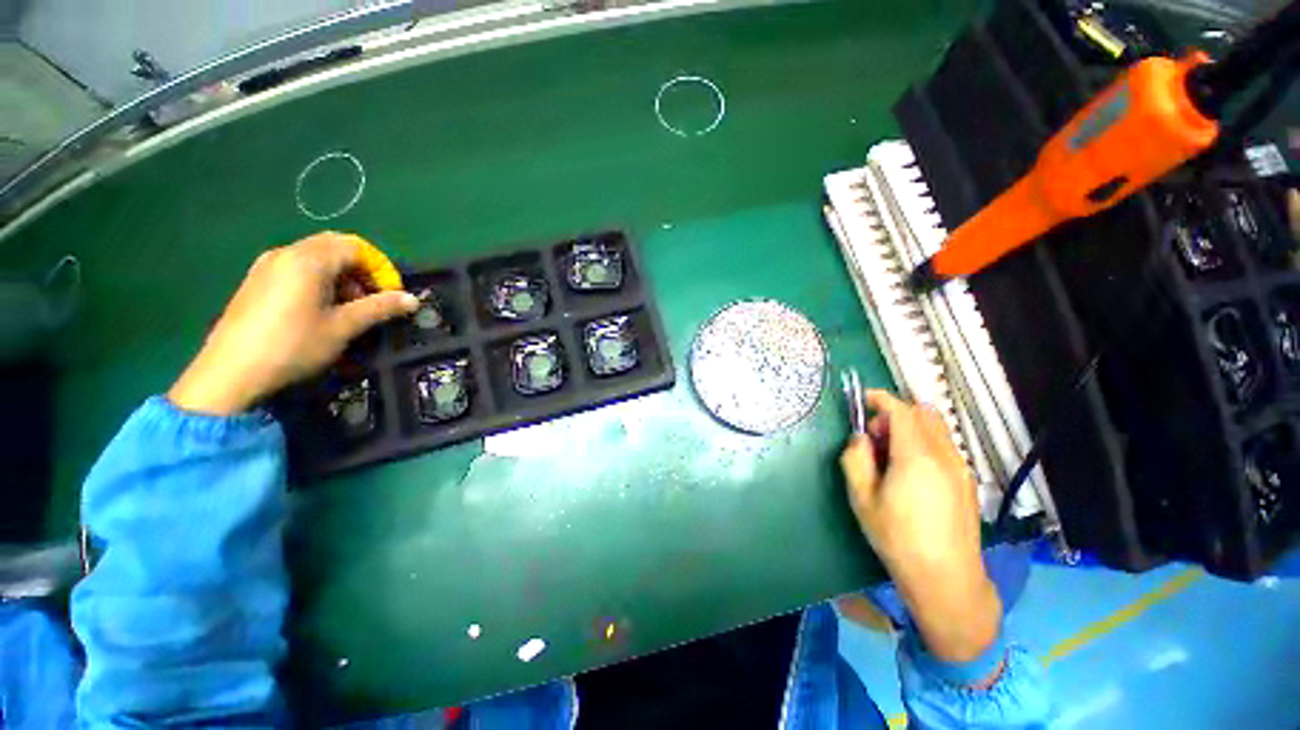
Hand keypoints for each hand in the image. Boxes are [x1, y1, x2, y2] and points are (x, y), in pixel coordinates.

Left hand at [169, 232, 418, 415]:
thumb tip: (413, 300)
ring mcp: (267, 266)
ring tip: (348, 308)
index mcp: (308, 260)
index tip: (390, 296)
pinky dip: (319, 280)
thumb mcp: (343, 327)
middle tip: (371, 300)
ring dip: (341, 276)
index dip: (381, 269)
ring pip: (316, 257)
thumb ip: (379, 308)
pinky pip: (297, 268)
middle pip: (335, 247)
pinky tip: (320, 309)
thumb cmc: (293, 345)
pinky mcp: (257, 281)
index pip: (356, 248)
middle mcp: (286, 253)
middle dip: (361, 270)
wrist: (230, 373)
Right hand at [840, 390, 999, 662]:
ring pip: (936, 429)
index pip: (901, 411)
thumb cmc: (898, 538)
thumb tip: (859, 439)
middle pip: (923, 414)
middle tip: (873, 437)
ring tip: (890, 457)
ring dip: (910, 428)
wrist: (947, 579)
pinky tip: (910, 472)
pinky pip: (944, 446)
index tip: (863, 399)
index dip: (881, 399)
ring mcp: (960, 468)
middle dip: (895, 414)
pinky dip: (924, 443)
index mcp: (916, 457)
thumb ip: (855, 459)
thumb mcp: (862, 499)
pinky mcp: (967, 482)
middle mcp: (945, 456)